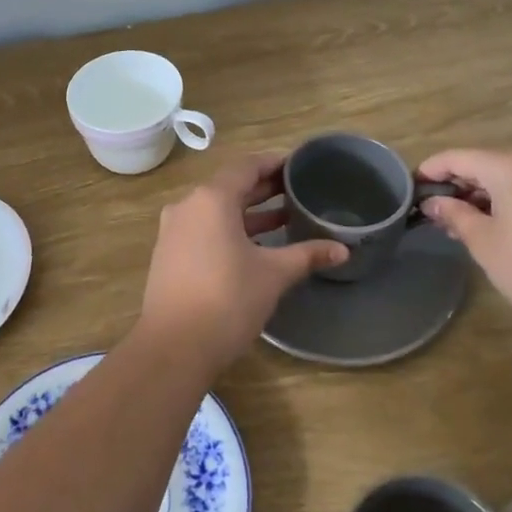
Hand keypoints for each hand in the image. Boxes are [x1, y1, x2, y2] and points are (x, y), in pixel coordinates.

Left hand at [140, 153, 348, 372]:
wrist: (173, 348)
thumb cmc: (227, 300)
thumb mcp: (273, 274)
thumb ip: (307, 255)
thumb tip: (342, 249)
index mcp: (212, 199)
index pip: (246, 166)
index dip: (274, 163)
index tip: (298, 165)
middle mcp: (188, 206)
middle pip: (230, 186)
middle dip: (264, 188)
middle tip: (297, 190)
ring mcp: (174, 230)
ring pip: (216, 209)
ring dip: (248, 211)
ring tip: (284, 217)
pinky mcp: (169, 254)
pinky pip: (204, 228)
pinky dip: (230, 229)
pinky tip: (255, 245)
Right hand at [417, 148, 511, 328]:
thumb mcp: (482, 241)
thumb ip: (454, 214)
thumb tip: (433, 202)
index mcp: (507, 166)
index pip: (456, 157)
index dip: (429, 170)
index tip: (409, 189)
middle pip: (479, 164)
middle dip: (452, 185)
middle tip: (429, 211)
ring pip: (499, 179)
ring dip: (474, 196)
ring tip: (452, 224)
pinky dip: (497, 203)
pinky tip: (484, 228)